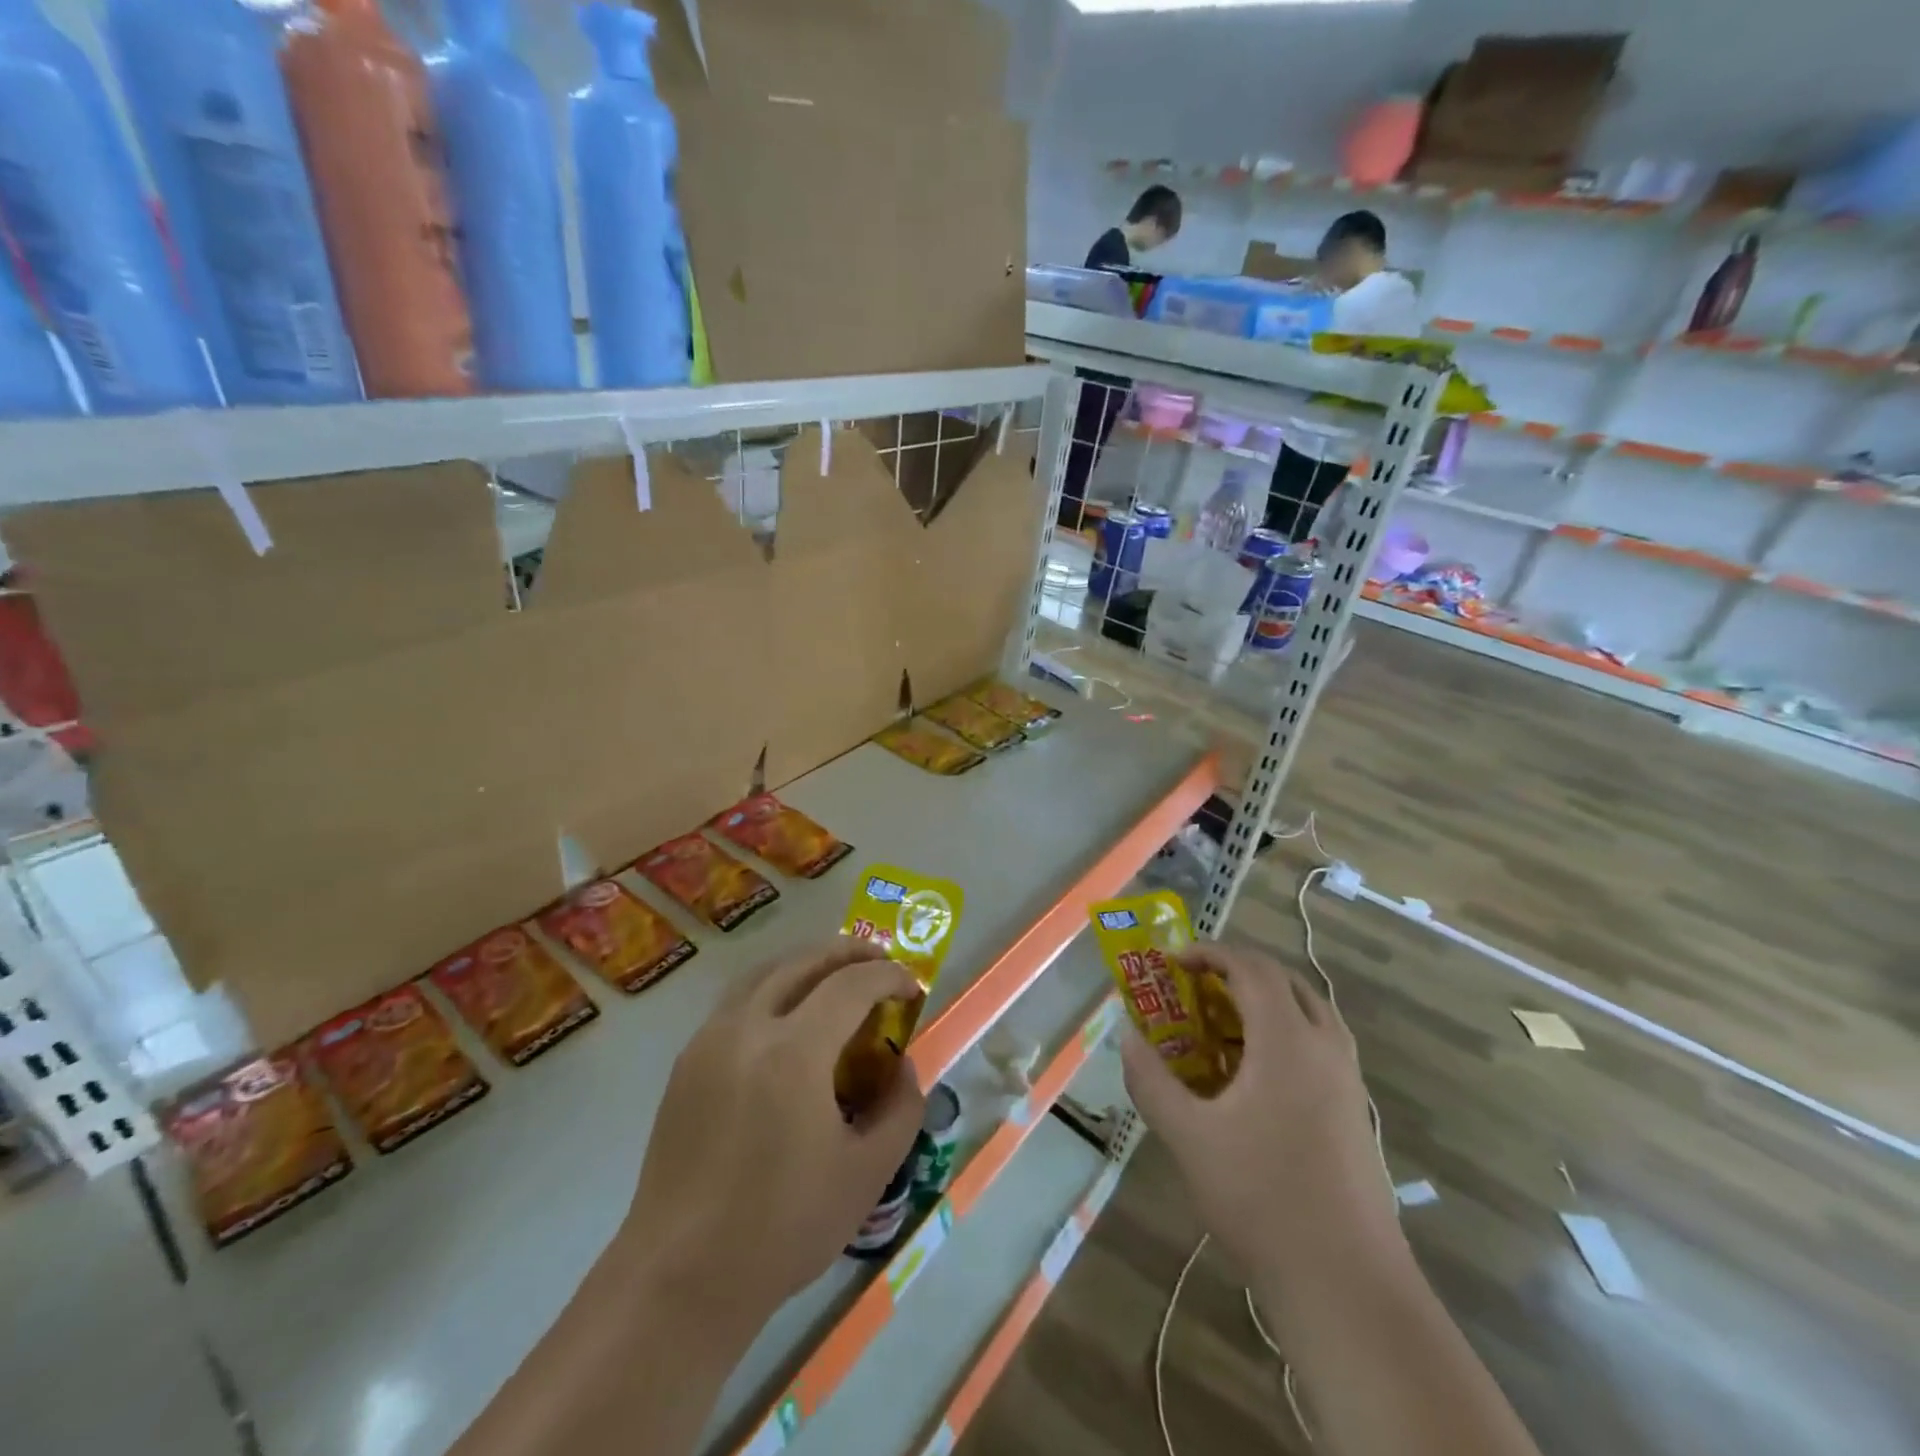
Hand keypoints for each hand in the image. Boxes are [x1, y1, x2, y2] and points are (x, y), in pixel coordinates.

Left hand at [621, 939, 926, 1336]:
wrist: (681, 1277)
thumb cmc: (783, 1227)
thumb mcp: (868, 1173)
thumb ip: (901, 1108)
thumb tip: (902, 1065)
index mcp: (794, 1052)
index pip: (851, 984)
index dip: (888, 976)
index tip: (913, 987)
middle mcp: (747, 1027)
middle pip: (804, 961)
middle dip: (849, 953)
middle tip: (880, 964)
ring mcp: (709, 1039)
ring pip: (765, 972)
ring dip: (808, 963)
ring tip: (838, 978)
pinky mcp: (687, 1061)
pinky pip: (739, 999)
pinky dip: (775, 987)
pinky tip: (790, 1018)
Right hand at [1120, 943, 1400, 1295]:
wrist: (1347, 1284)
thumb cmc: (1260, 1198)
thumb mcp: (1188, 1136)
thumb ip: (1151, 1080)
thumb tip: (1127, 1036)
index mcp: (1287, 1041)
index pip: (1251, 968)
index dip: (1210, 954)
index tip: (1174, 962)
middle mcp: (1325, 1047)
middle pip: (1284, 981)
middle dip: (1237, 972)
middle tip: (1196, 987)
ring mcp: (1348, 1080)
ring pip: (1308, 1012)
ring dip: (1263, 1003)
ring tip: (1219, 1027)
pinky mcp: (1355, 1111)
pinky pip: (1318, 1045)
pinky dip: (1283, 1035)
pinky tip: (1252, 1078)